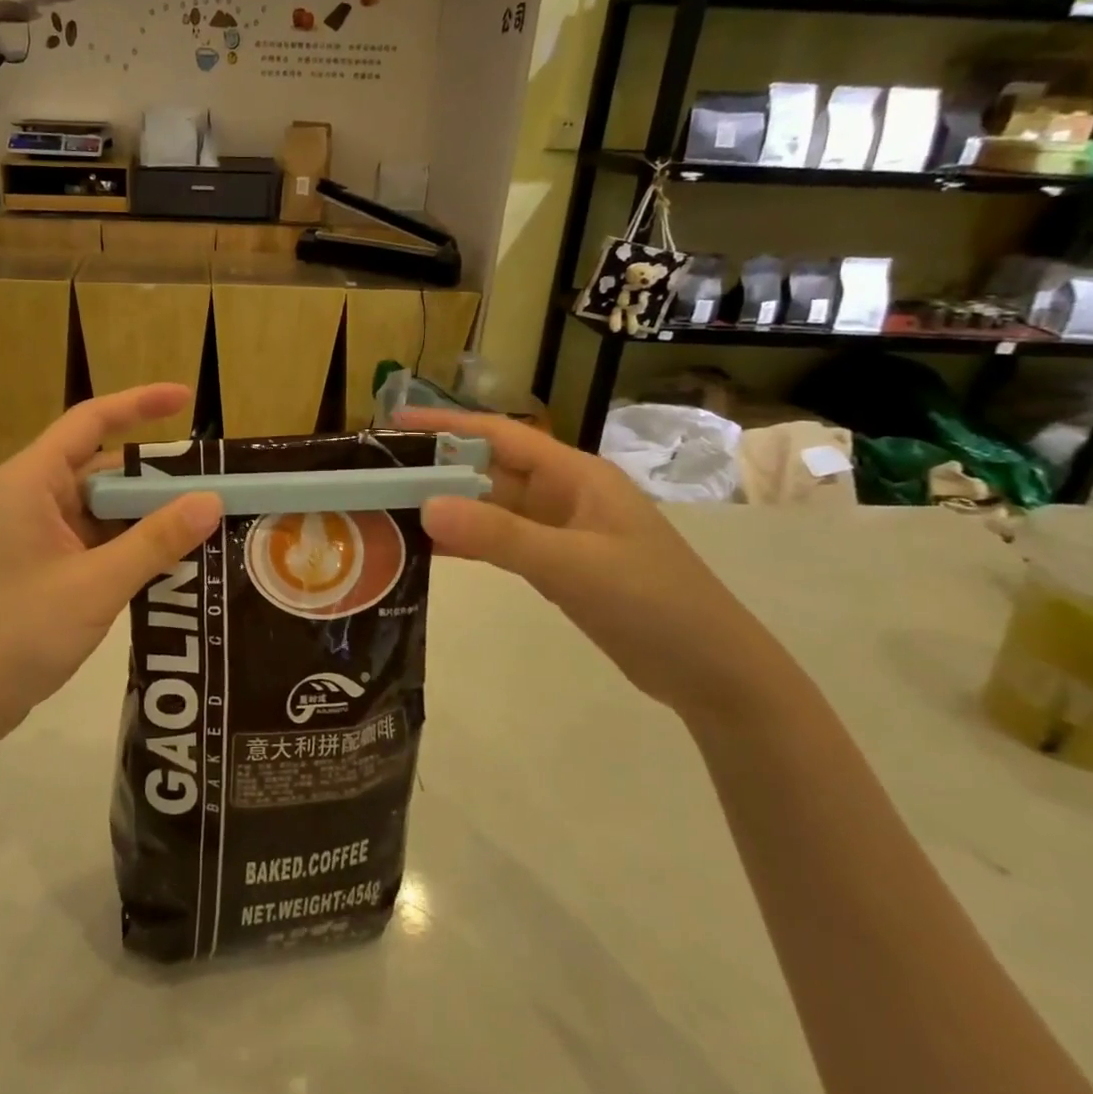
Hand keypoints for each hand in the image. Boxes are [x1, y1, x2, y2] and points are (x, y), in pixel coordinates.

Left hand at [0, 385, 222, 742]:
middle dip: (155, 476)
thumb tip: (211, 500)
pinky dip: (127, 543)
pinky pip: (92, 538)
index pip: (90, 421)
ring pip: (100, 507)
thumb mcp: (95, 585)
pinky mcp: (39, 563)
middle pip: (102, 467)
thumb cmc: (16, 633)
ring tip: (204, 522)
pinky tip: (168, 559)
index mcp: (30, 481)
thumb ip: (155, 541)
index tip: (187, 397)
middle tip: (214, 484)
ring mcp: (33, 532)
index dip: (140, 403)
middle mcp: (30, 496)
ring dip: (145, 514)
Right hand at [395, 407, 786, 717]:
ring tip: (392, 508)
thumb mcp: (574, 565)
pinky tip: (430, 550)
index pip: (500, 435)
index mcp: (575, 476)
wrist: (713, 672)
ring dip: (449, 508)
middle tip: (380, 473)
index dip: (448, 425)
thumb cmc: (652, 603)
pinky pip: (501, 543)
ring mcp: (561, 532)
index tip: (397, 421)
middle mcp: (564, 495)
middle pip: (490, 471)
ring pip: (492, 509)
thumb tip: (426, 505)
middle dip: (438, 468)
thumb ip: (500, 535)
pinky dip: (469, 543)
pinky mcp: (559, 566)